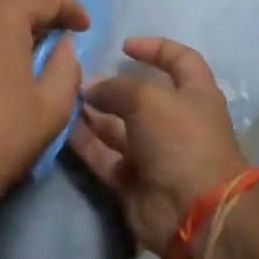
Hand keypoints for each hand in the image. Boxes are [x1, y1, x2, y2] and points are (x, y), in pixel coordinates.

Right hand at [67, 37, 248, 255]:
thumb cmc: (181, 140)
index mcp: (195, 94)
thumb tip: (90, 89)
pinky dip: (85, 142)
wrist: (194, 213)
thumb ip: (115, 88)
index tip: (124, 46)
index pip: (180, 60)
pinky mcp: (132, 180)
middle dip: (110, 86)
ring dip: (92, 113)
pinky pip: (104, 155)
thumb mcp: (148, 99)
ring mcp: (153, 153)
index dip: (155, 48)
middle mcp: (175, 122)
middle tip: (79, 77)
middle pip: (140, 96)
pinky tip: (62, 126)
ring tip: (64, 98)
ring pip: (116, 126)